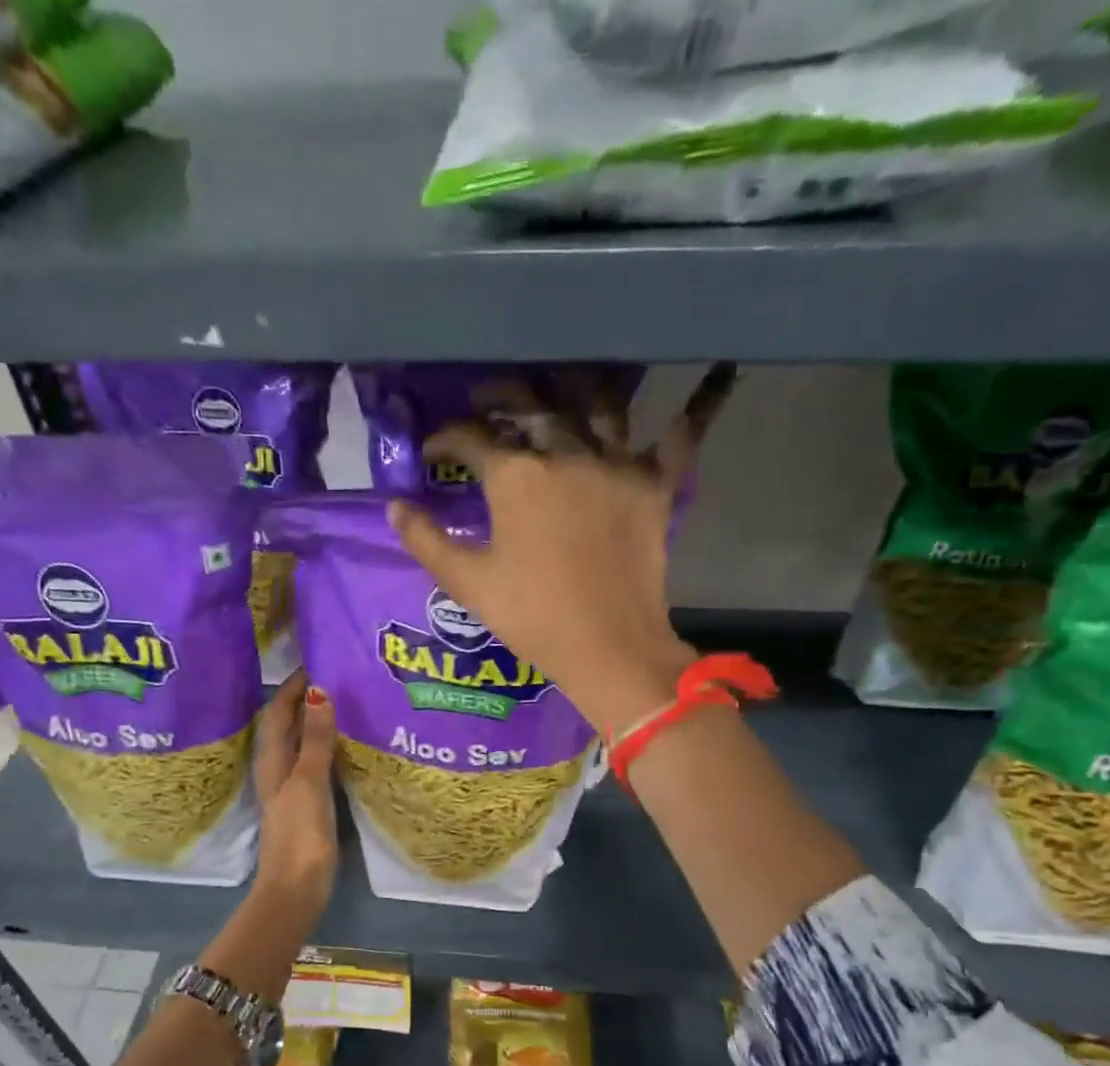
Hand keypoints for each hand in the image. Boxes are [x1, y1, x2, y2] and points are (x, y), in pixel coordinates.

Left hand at [252, 670, 338, 908]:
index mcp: (272, 760)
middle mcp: (277, 768)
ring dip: (318, 722)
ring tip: (348, 702)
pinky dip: (327, 747)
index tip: (318, 661)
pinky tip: (349, 745)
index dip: (293, 686)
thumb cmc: (300, 832)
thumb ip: (315, 739)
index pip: (277, 711)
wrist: (297, 887)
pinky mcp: (307, 803)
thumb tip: (319, 692)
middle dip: (307, 699)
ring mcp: (292, 787)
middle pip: (288, 724)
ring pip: (302, 743)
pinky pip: (316, 763)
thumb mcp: (309, 781)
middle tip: (338, 677)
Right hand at [388, 364, 736, 737]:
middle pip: (531, 404)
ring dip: (574, 386)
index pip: (471, 437)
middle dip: (502, 394)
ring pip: (598, 404)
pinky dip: (693, 408)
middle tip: (487, 399)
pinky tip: (715, 374)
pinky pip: (678, 437)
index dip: (445, 438)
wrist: (608, 648)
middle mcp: (566, 453)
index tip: (433, 450)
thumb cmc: (531, 617)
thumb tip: (394, 506)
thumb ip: (425, 541)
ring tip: (558, 382)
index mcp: (515, 477)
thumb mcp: (467, 583)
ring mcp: (617, 464)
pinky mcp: (655, 485)